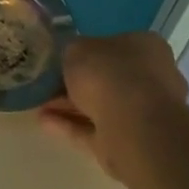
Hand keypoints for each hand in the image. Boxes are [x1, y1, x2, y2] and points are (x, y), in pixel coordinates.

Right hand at [39, 32, 188, 178]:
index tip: (62, 59)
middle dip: (76, 83)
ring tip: (38, 104)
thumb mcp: (77, 49)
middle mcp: (150, 78)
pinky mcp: (128, 142)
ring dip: (69, 106)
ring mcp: (142, 114)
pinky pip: (94, 130)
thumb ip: (73, 52)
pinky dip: (70, 125)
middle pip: (108, 79)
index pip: (115, 46)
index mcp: (146, 47)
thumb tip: (72, 58)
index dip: (86, 52)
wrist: (134, 127)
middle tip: (47, 84)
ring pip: (100, 106)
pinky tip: (44, 122)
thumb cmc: (110, 74)